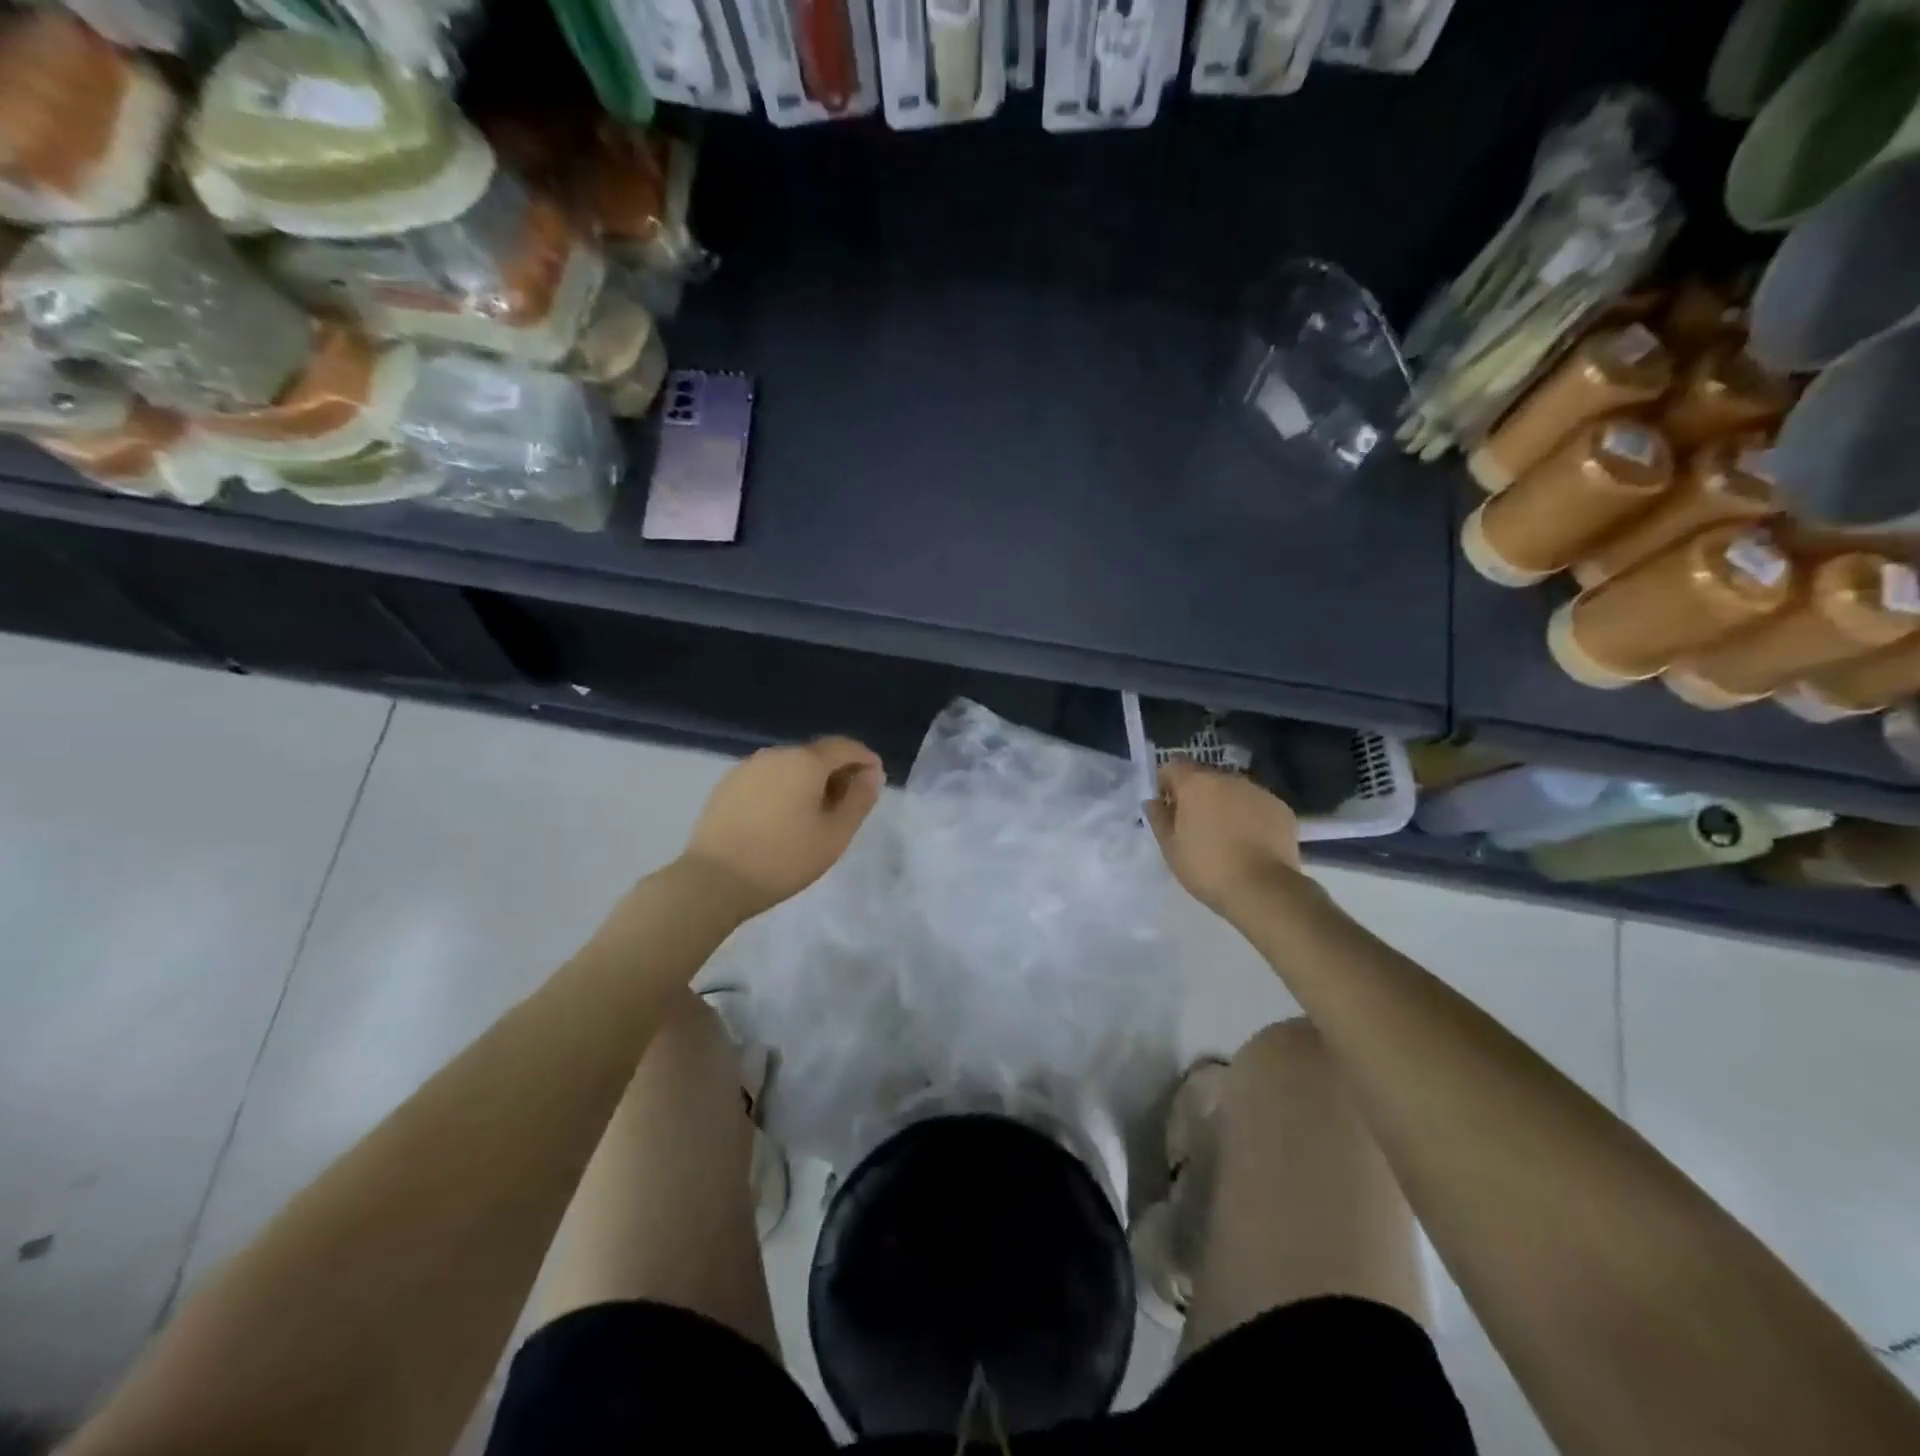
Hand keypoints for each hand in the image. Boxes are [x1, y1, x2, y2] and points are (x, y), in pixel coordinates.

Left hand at [679, 736, 883, 918]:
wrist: (713, 881)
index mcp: (805, 761)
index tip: (875, 781)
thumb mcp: (835, 834)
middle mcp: (776, 754)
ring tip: (814, 816)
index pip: (845, 747)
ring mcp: (747, 768)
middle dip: (837, 773)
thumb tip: (872, 773)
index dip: (865, 760)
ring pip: (790, 767)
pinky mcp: (727, 785)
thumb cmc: (784, 858)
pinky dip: (783, 790)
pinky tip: (781, 819)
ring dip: (808, 782)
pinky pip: (767, 779)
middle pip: (816, 755)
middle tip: (847, 806)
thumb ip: (859, 799)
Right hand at [1146, 760, 1303, 918]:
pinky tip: (1249, 841)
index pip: (1173, 765)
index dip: (1166, 783)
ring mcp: (1259, 791)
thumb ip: (1158, 818)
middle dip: (1196, 793)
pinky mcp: (1281, 808)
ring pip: (1233, 789)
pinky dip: (1249, 815)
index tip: (1166, 807)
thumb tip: (1154, 802)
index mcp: (1196, 783)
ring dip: (1224, 803)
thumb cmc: (1207, 867)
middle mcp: (1229, 778)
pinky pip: (1256, 804)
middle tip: (1194, 824)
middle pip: (1205, 776)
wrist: (1263, 890)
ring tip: (1225, 834)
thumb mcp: (1170, 848)